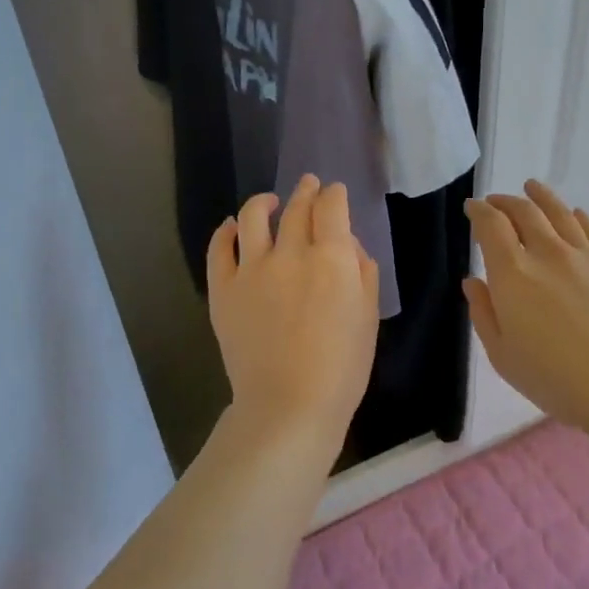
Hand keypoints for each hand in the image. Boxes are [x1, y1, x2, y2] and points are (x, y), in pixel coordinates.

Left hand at [208, 176, 379, 461]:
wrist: (289, 404)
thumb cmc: (342, 367)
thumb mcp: (368, 316)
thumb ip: (362, 272)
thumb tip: (349, 246)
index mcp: (332, 258)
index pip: (331, 207)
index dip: (334, 194)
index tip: (335, 193)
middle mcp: (290, 253)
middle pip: (296, 207)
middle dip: (306, 191)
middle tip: (309, 184)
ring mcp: (251, 269)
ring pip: (253, 216)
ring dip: (264, 201)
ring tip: (269, 200)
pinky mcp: (223, 289)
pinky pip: (219, 248)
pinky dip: (226, 231)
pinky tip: (232, 227)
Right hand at [464, 180, 588, 431]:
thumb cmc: (555, 378)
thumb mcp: (502, 355)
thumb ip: (484, 313)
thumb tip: (474, 281)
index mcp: (512, 274)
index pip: (491, 226)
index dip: (479, 212)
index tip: (473, 208)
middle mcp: (547, 254)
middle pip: (524, 212)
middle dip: (505, 202)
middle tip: (496, 202)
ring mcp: (585, 256)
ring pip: (559, 212)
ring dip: (540, 197)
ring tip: (532, 187)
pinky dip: (578, 216)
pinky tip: (574, 214)